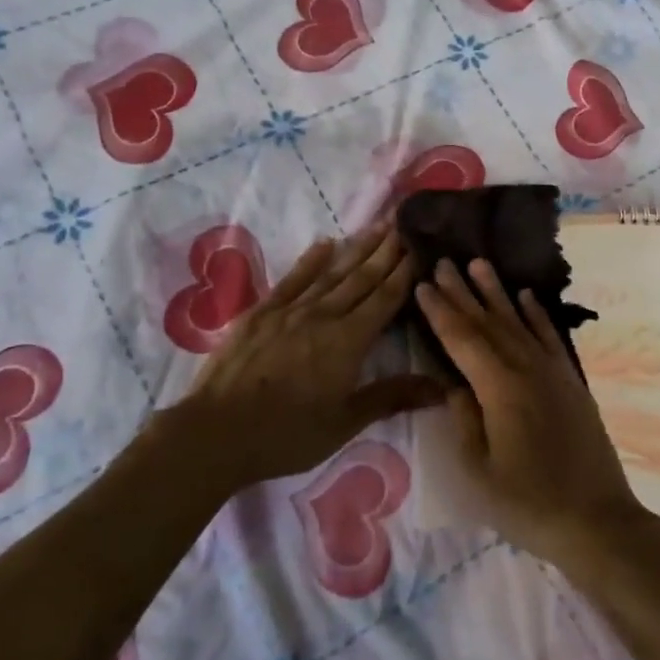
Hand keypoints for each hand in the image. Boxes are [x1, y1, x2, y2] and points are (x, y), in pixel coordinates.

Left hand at [178, 226, 440, 489]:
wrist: (216, 432)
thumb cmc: (287, 435)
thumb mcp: (345, 423)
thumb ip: (391, 397)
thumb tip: (442, 387)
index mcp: (349, 341)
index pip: (385, 299)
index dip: (405, 272)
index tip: (420, 246)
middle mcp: (324, 316)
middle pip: (362, 278)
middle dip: (386, 251)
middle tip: (404, 224)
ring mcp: (290, 310)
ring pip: (332, 273)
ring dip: (357, 249)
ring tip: (377, 227)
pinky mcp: (261, 312)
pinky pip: (292, 279)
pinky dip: (310, 260)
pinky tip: (324, 244)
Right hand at [415, 258, 649, 569]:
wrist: (597, 521)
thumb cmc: (528, 504)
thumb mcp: (479, 471)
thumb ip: (464, 420)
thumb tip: (454, 383)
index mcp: (499, 388)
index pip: (462, 339)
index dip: (440, 311)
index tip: (423, 284)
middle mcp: (526, 368)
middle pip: (488, 322)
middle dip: (463, 291)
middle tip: (443, 261)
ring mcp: (553, 372)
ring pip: (518, 321)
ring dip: (497, 292)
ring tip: (479, 264)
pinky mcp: (571, 381)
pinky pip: (549, 337)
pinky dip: (536, 314)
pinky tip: (526, 296)